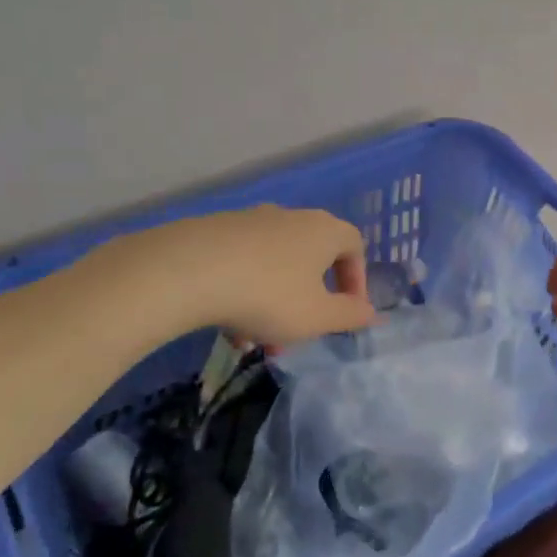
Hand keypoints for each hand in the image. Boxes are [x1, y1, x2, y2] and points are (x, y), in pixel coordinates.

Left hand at [79, 205, 375, 349]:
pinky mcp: (213, 230)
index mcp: (324, 231)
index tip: (347, 310)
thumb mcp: (316, 317)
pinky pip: (242, 263)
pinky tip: (226, 325)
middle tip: (299, 333)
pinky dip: (243, 291)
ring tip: (256, 339)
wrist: (184, 271)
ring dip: (274, 301)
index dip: (356, 279)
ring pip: (274, 265)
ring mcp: (249, 220)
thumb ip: (350, 316)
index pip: (355, 245)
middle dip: (309, 299)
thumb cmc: (267, 295)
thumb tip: (373, 313)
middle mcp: (290, 217)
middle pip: (311, 258)